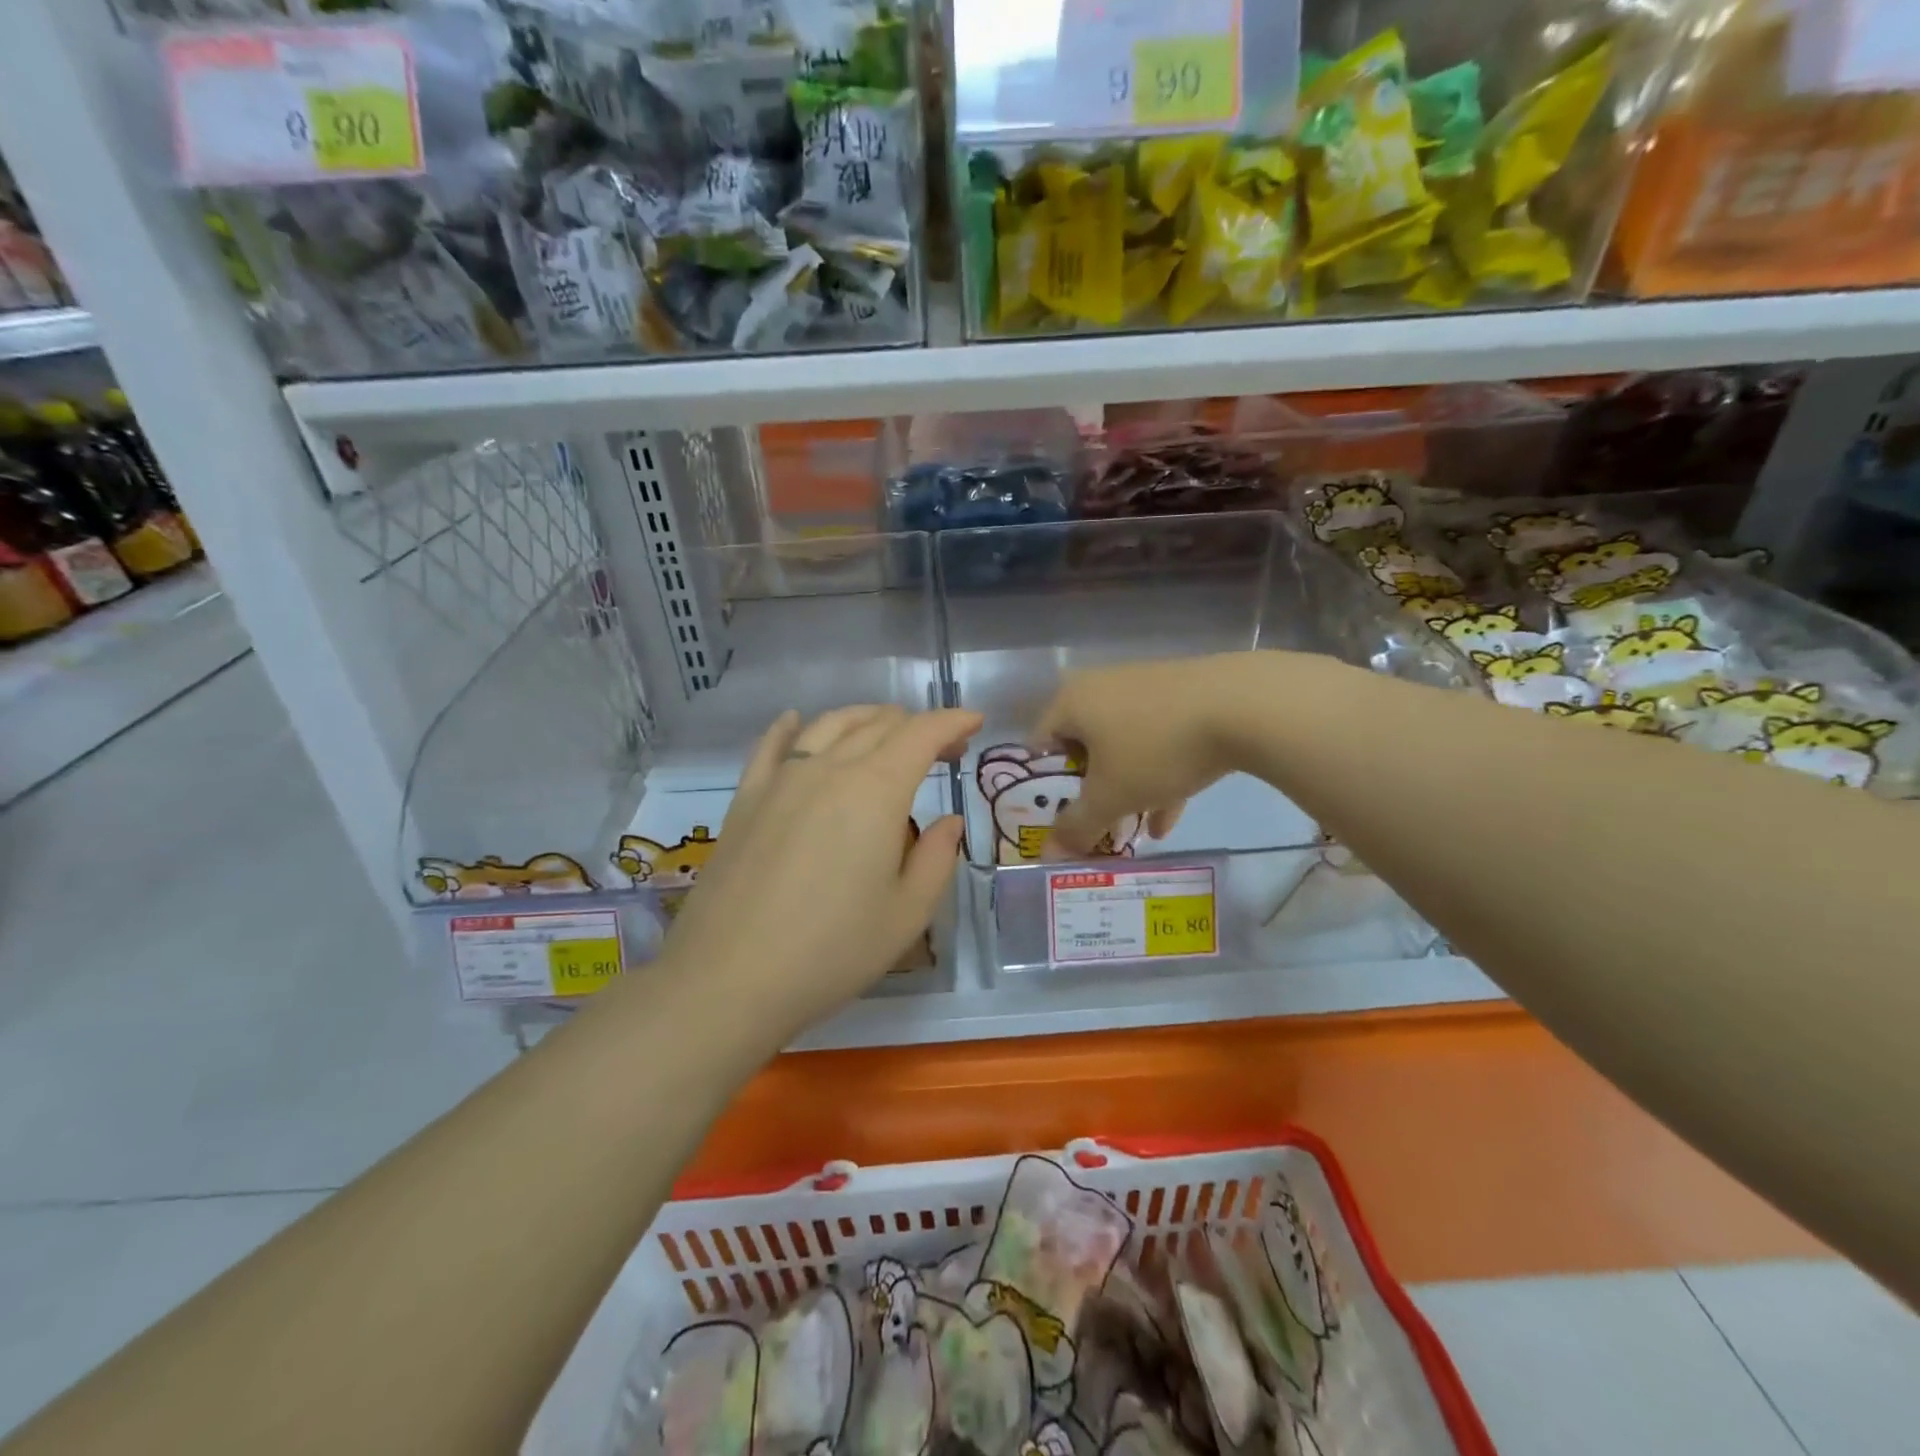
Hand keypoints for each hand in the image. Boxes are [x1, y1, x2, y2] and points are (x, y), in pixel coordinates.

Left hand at [651, 705, 979, 1048]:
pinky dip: (791, 727)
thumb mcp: (907, 913)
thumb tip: (948, 822)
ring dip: (866, 719)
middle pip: (879, 724)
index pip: (922, 733)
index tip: (975, 722)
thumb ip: (937, 858)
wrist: (729, 978)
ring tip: (885, 732)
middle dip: (919, 726)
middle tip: (942, 749)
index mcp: (876, 790)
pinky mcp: (746, 798)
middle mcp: (829, 768)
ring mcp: (781, 779)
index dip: (953, 721)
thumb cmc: (832, 950)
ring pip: (830, 725)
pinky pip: (771, 746)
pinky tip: (796, 721)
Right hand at [1035, 655, 1256, 855]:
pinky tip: (1171, 816)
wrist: (1242, 705)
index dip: (1046, 789)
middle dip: (1092, 793)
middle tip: (1100, 826)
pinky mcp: (1181, 693)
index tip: (1062, 819)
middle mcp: (1100, 686)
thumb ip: (1077, 826)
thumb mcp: (1111, 796)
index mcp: (1071, 701)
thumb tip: (1048, 854)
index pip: (1039, 746)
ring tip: (1135, 831)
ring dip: (1127, 789)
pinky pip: (1156, 738)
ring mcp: (1143, 686)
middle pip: (1084, 748)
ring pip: (1123, 746)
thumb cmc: (1156, 748)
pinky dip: (1158, 773)